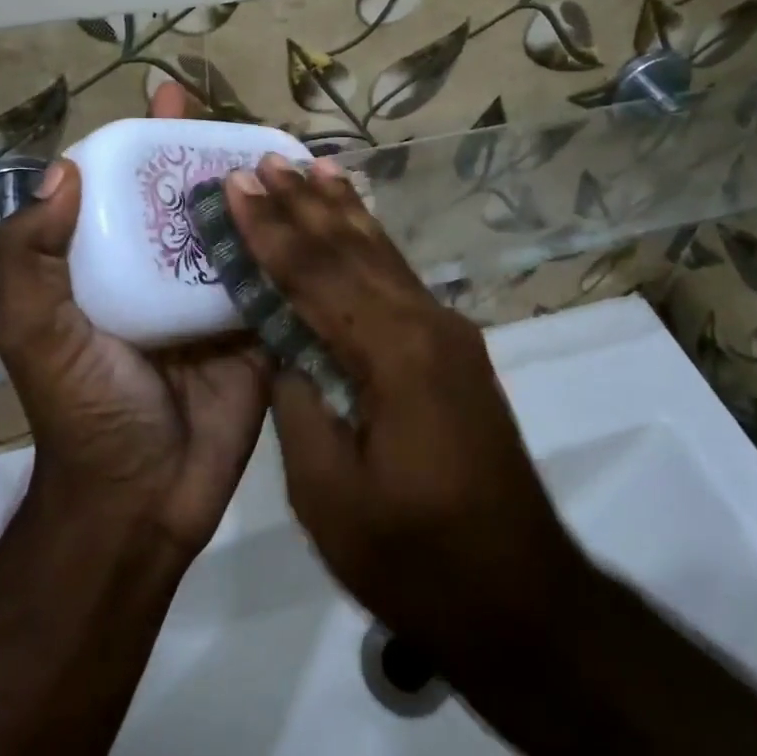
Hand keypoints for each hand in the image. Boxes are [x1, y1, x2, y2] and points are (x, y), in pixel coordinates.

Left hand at [0, 84, 270, 557]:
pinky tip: (320, 208)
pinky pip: (278, 278)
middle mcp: (164, 272)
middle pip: (193, 199)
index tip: (170, 93)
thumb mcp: (35, 332)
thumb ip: (30, 256)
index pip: (130, 186)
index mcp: (113, 264)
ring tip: (290, 149)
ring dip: (261, 191)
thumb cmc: (84, 409)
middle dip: (214, 154)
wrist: (143, 499)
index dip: (148, 139)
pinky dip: (295, 245)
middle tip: (247, 117)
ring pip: (241, 231)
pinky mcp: (260, 329)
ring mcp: (215, 300)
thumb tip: (62, 170)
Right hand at [225, 155, 589, 660]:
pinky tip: (358, 226)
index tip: (236, 185)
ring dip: (341, 211)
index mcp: (393, 354)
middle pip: (351, 250)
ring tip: (311, 166)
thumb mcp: (328, 494)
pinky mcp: (455, 350)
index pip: (315, 274)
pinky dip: (371, 243)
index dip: (270, 229)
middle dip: (303, 204)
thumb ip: (299, 404)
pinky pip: (401, 279)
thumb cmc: (415, 557)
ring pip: (382, 255)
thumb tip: (282, 347)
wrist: (520, 596)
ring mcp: (448, 334)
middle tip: (266, 159)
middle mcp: (426, 324)